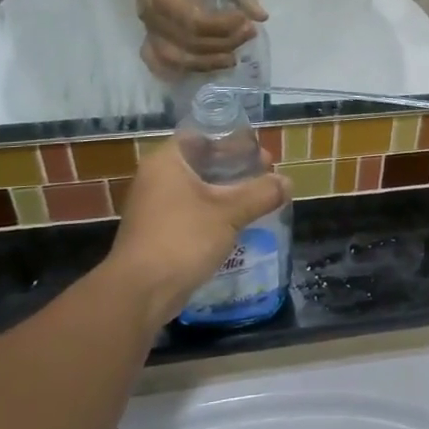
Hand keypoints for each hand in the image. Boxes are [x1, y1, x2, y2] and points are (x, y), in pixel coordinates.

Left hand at [109, 139, 291, 327]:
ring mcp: (154, 206)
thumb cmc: (183, 239)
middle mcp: (157, 178)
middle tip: (266, 174)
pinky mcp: (158, 232)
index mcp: (167, 162)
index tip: (258, 151)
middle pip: (201, 162)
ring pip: (197, 189)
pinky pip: (192, 211)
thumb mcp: (229, 212)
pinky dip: (214, 211)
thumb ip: (261, 193)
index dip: (232, 141)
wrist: (140, 292)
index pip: (202, 136)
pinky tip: (238, 222)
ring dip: (226, 192)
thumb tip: (288, 182)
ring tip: (258, 198)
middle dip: (235, 168)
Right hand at [128, 0, 268, 74]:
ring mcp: (147, 30)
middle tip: (249, 34)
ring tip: (233, 59)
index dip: (224, 26)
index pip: (196, 23)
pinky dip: (182, 70)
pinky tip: (206, 68)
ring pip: (176, 59)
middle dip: (224, 43)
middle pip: (190, 44)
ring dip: (208, 63)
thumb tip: (262, 17)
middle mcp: (153, 18)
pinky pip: (159, 62)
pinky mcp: (147, 37)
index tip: (246, 20)